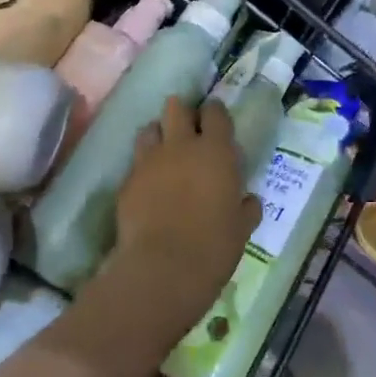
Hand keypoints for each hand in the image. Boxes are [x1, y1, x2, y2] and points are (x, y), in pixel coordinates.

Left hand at [102, 97, 261, 349]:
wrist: (162, 269)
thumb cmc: (213, 247)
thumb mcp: (242, 228)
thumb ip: (246, 207)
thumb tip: (248, 200)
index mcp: (216, 151)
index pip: (215, 112)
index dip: (215, 113)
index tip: (216, 123)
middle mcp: (181, 146)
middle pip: (176, 107)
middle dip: (182, 113)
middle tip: (188, 131)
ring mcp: (149, 161)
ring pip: (150, 128)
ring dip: (158, 135)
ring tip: (164, 153)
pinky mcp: (127, 181)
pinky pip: (136, 162)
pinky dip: (143, 167)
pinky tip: (149, 185)